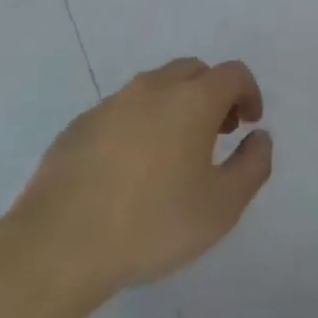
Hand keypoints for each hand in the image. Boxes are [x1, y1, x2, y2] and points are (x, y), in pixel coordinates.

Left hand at [7, 58, 271, 303]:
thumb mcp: (222, 207)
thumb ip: (252, 165)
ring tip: (175, 153)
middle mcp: (151, 89)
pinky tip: (132, 168)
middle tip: (218, 134)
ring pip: (155, 87)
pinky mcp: (79, 125)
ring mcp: (110, 104)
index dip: (249, 93)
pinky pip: (122, 110)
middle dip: (213, 94)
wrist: (58, 246)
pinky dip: (140, 123)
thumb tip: (259, 137)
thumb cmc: (152, 224)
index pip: (232, 73)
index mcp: (191, 100)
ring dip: (176, 106)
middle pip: (193, 71)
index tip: (249, 125)